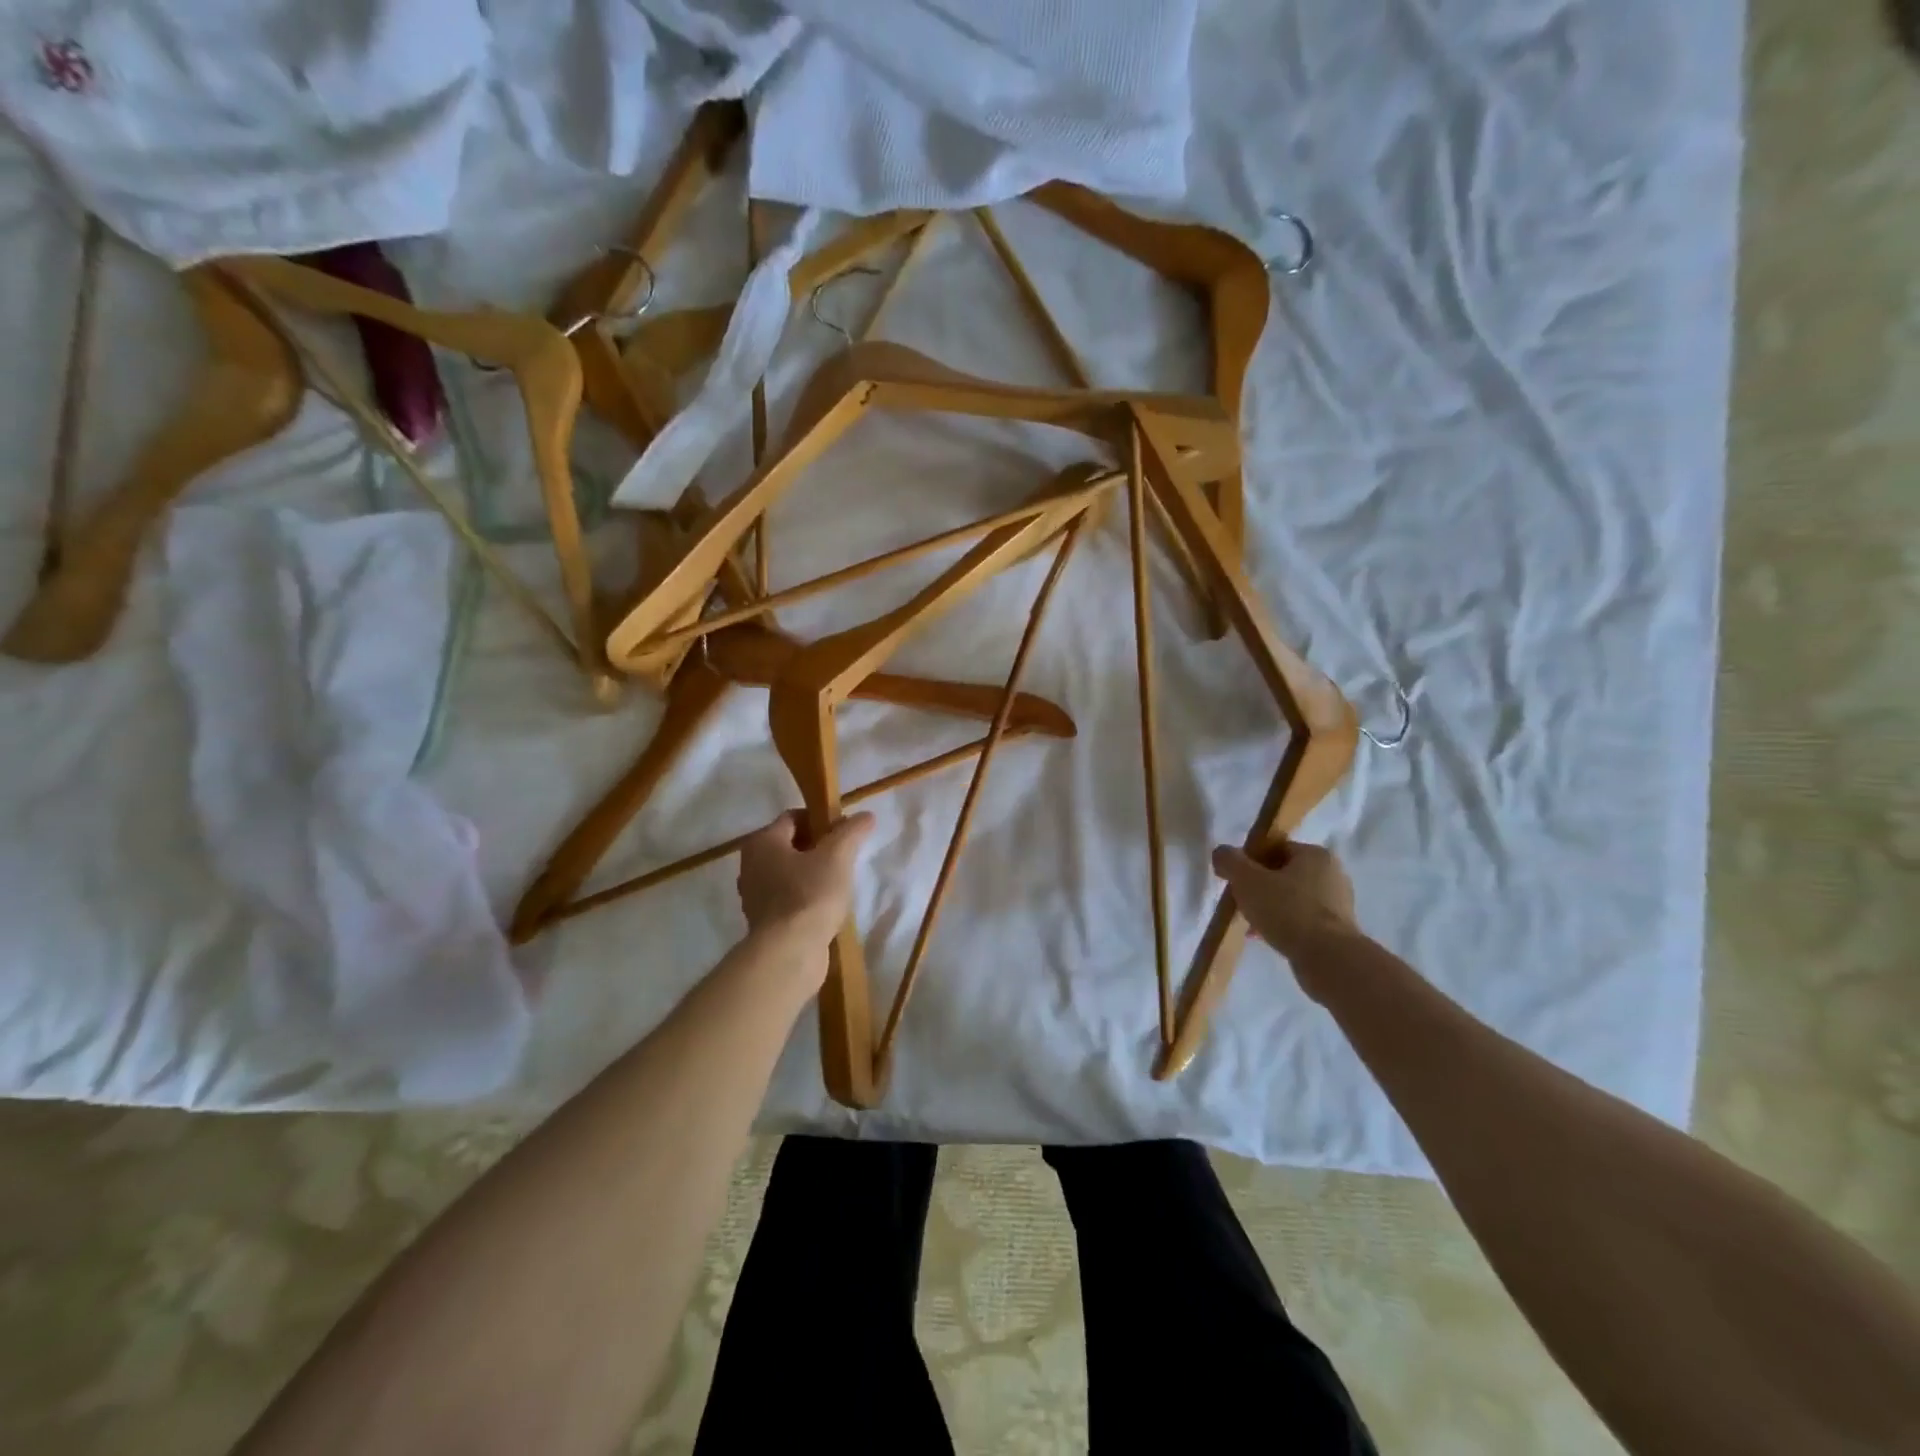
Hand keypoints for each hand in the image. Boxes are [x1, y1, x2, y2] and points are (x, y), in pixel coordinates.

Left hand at [736, 810, 875, 958]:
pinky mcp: (763, 922)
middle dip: (818, 848)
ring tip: (839, 883)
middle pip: (790, 845)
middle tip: (845, 857)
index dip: (821, 820)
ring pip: (789, 873)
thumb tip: (866, 815)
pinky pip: (787, 899)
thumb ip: (851, 831)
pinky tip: (826, 907)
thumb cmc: (810, 894)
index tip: (845, 833)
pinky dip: (805, 898)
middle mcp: (751, 865)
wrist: (789, 953)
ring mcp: (754, 896)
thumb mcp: (837, 856)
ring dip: (812, 874)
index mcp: (762, 842)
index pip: (794, 817)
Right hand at [1211, 841, 1359, 976]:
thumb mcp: (1248, 880)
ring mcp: (1338, 905)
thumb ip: (1230, 861)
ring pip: (1292, 900)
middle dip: (1259, 888)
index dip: (1251, 861)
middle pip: (1284, 874)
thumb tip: (1221, 853)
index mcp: (1316, 855)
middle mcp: (1332, 875)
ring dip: (1270, 909)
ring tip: (1250, 924)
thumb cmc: (1287, 910)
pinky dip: (1284, 926)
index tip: (1236, 879)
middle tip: (1241, 901)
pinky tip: (1266, 938)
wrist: (1328, 959)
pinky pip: (1302, 921)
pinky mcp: (1338, 931)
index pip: (1277, 848)